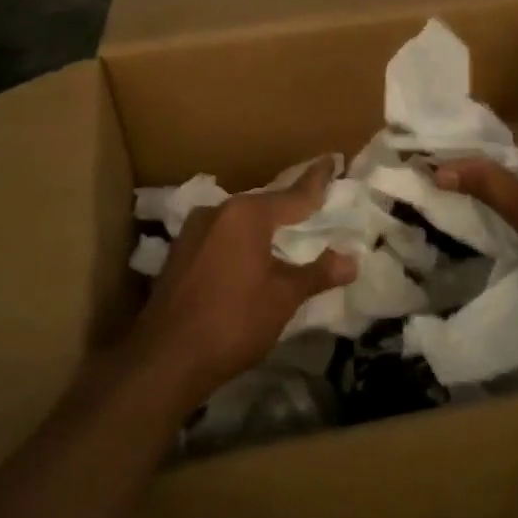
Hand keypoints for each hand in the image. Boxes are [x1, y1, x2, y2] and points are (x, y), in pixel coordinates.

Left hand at [129, 161, 356, 406]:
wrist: (166, 358)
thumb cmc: (234, 320)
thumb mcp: (283, 297)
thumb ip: (317, 273)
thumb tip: (351, 261)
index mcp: (246, 214)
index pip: (293, 194)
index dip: (316, 180)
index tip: (331, 160)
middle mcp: (217, 212)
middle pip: (263, 205)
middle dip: (288, 207)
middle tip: (314, 205)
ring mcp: (193, 232)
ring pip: (239, 222)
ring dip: (262, 227)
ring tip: (285, 232)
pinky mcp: (179, 254)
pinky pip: (220, 238)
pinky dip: (240, 242)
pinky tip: (250, 258)